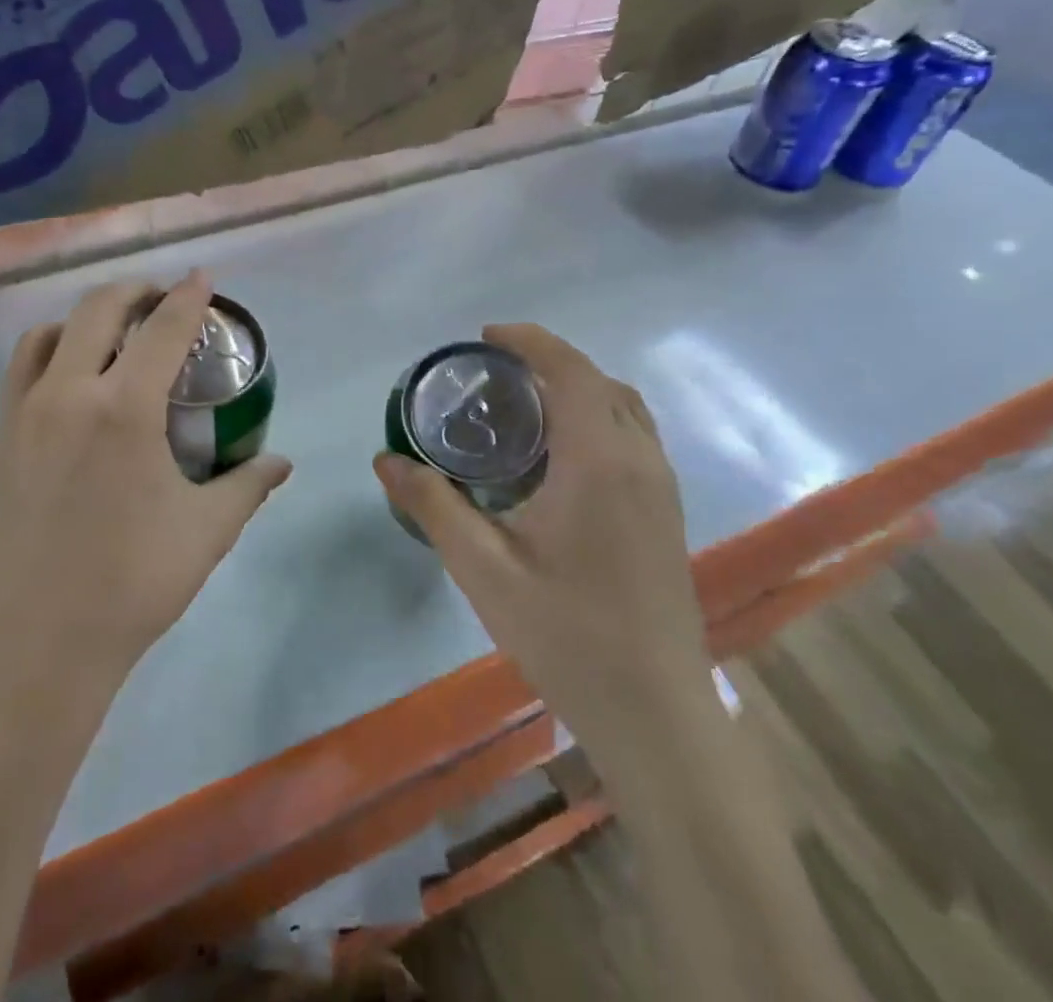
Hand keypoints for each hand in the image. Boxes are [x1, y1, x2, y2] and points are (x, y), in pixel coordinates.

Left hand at [0, 271, 292, 694]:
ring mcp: (21, 417)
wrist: (33, 647)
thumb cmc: (131, 584)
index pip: (164, 328)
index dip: (188, 296)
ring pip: (45, 336)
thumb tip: (281, 463)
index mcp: (123, 408)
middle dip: (133, 292)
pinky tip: (70, 396)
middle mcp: (66, 394)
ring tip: (109, 337)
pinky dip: (49, 361)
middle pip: (97, 310)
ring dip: (82, 320)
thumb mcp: (206, 531)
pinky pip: (21, 378)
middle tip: (159, 301)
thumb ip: (248, 486)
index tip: (201, 277)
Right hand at [373, 324, 710, 738]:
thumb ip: (433, 505)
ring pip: (623, 408)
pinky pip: (633, 437)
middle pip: (599, 381)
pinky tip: (557, 458)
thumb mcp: (483, 569)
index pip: (570, 371)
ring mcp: (662, 487)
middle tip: (494, 375)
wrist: (656, 715)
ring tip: (522, 407)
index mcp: (599, 461)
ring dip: (577, 389)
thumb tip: (385, 460)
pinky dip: (596, 418)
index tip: (485, 337)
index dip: (529, 341)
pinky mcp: (667, 512)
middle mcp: (640, 461)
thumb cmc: (566, 635)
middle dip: (548, 362)